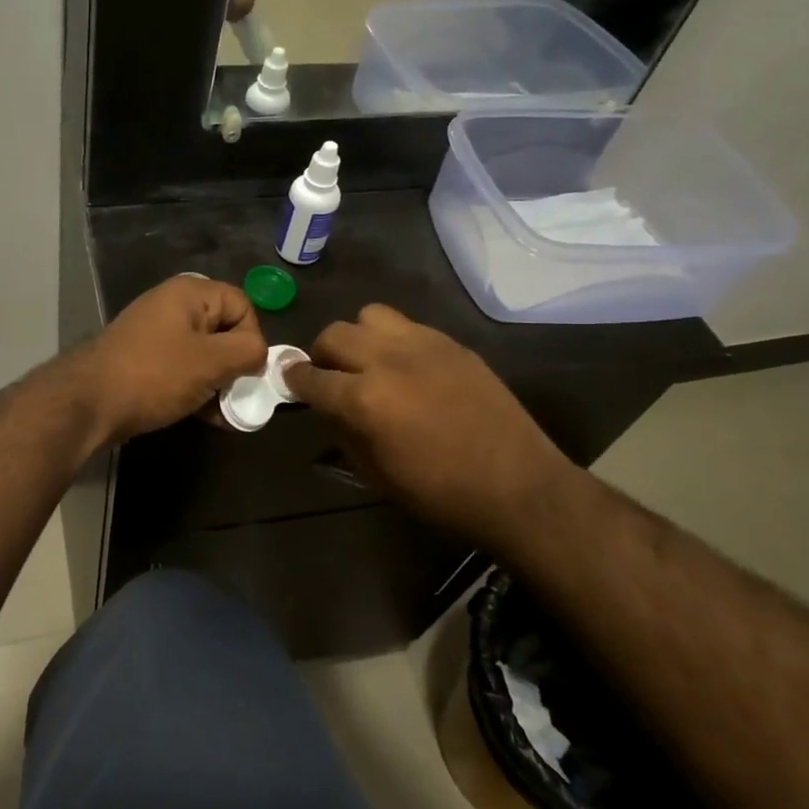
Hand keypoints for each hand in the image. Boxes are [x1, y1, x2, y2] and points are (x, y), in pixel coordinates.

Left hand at [73, 275, 266, 444]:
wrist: (89, 403)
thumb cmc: (155, 375)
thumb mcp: (211, 361)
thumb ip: (248, 351)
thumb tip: (258, 354)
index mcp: (190, 294)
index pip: (242, 305)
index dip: (252, 337)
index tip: (246, 370)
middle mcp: (173, 306)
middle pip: (224, 330)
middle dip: (236, 365)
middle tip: (237, 396)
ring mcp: (156, 334)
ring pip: (204, 354)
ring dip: (218, 383)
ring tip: (223, 414)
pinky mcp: (144, 361)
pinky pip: (183, 370)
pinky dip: (197, 390)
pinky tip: (205, 417)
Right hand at [282, 304, 581, 547]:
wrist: (517, 485)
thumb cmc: (439, 492)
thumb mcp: (374, 474)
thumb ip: (341, 432)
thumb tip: (325, 407)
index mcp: (363, 400)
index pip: (310, 377)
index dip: (294, 381)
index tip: (292, 383)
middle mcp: (386, 361)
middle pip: (334, 335)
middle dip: (322, 355)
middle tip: (330, 376)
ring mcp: (421, 345)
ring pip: (368, 316)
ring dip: (358, 338)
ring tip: (368, 362)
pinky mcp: (450, 342)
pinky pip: (406, 325)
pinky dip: (392, 340)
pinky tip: (405, 366)